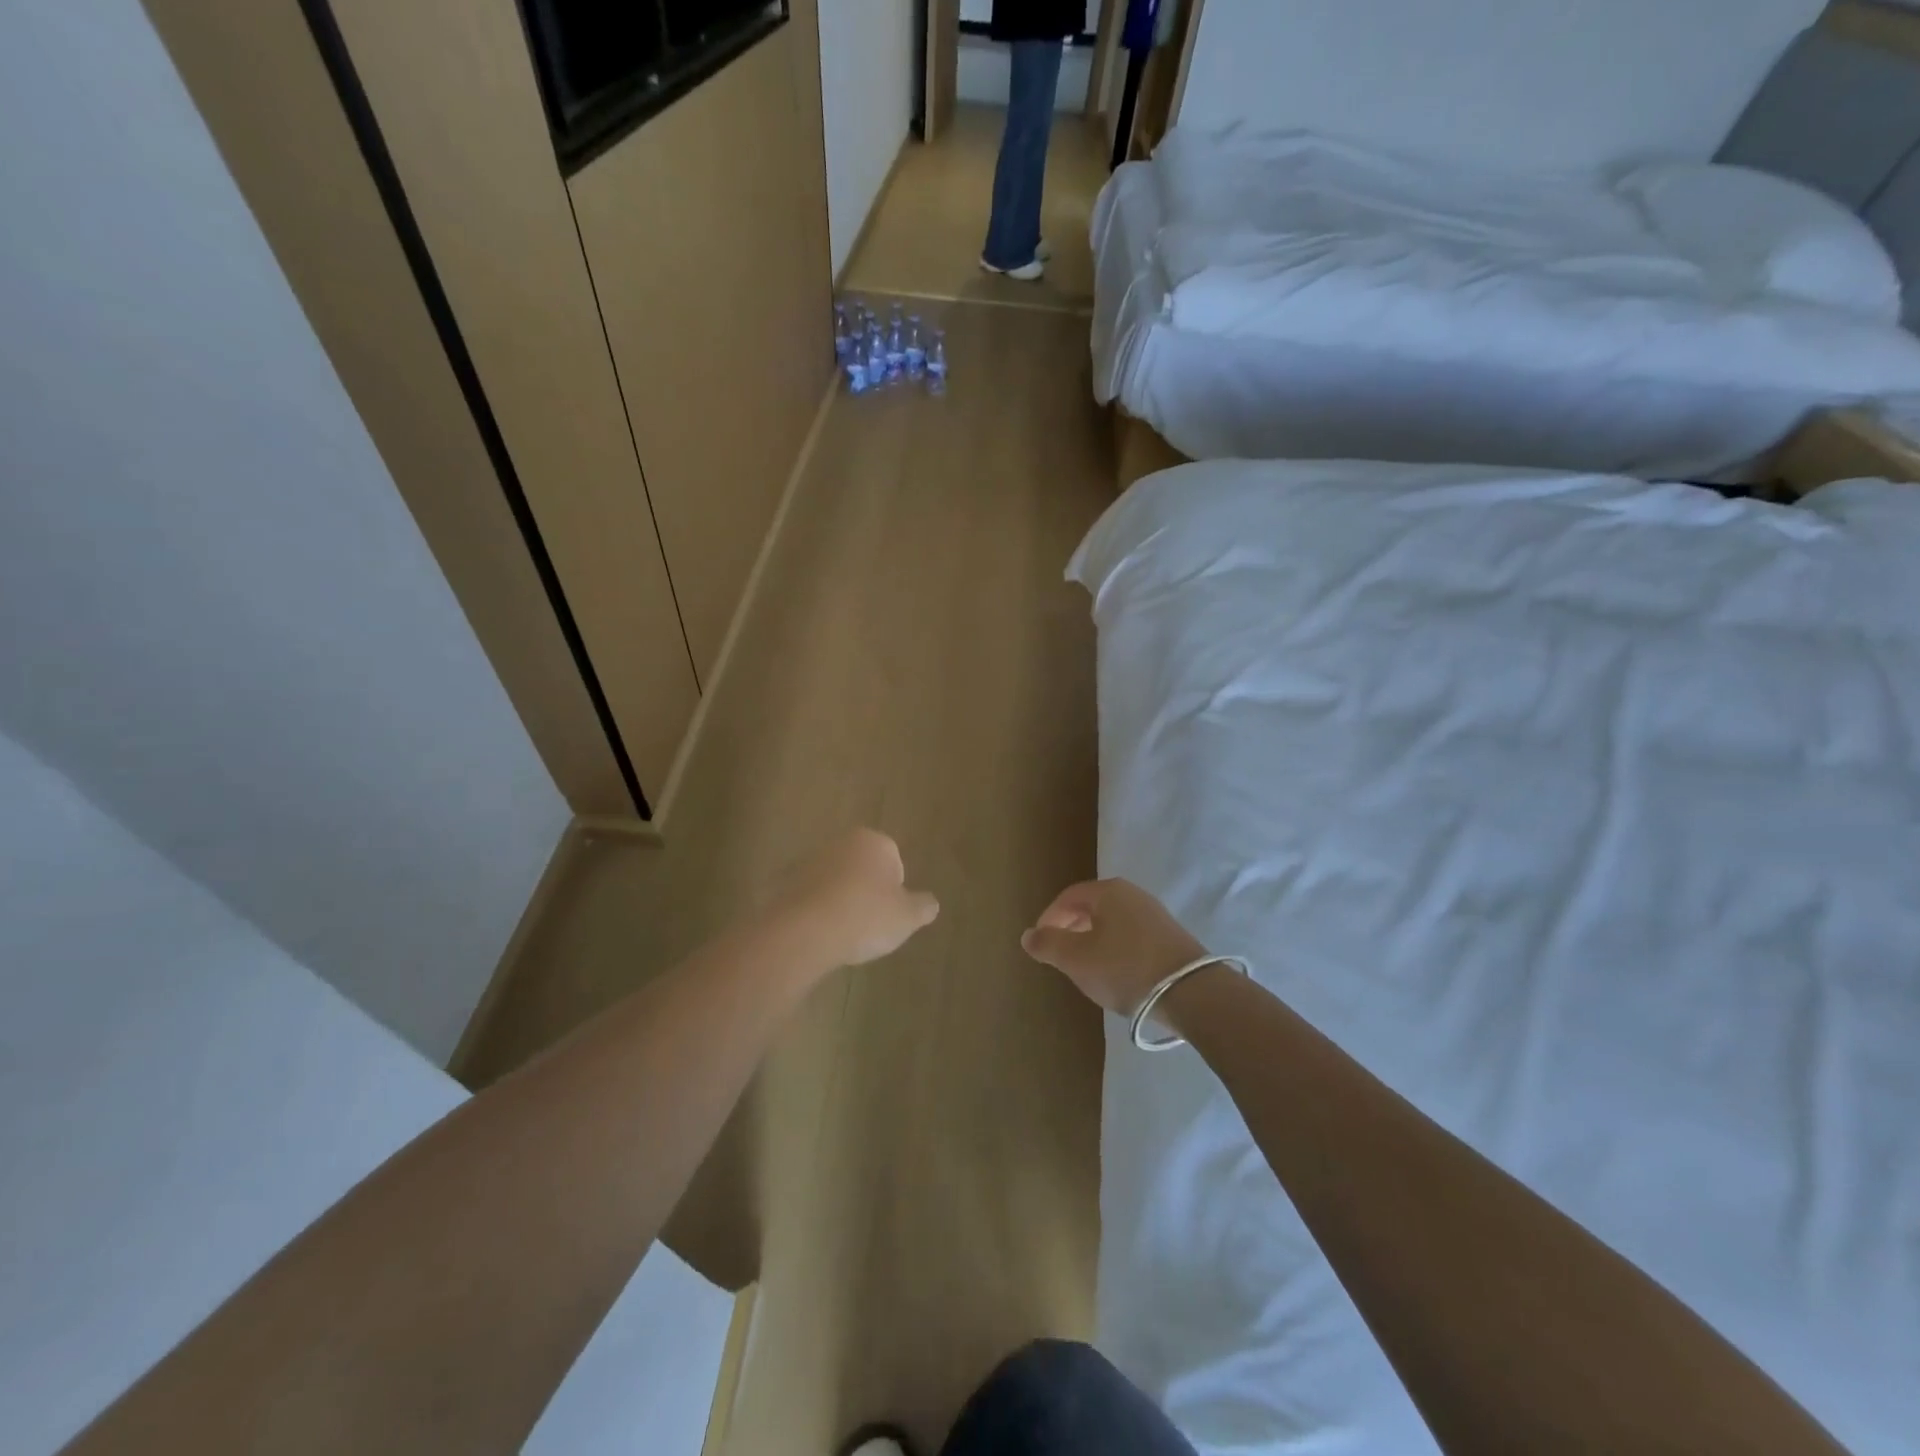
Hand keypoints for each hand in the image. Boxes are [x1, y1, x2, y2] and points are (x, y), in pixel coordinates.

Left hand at [763, 828, 939, 971]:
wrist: (804, 932)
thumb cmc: (865, 916)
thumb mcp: (907, 917)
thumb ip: (923, 906)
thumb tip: (930, 903)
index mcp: (874, 841)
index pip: (894, 859)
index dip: (895, 888)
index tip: (890, 912)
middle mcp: (841, 842)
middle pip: (863, 866)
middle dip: (868, 890)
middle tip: (870, 922)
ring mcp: (810, 860)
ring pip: (837, 880)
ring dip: (842, 899)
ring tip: (845, 932)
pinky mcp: (787, 882)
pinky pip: (813, 896)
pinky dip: (819, 910)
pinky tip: (822, 934)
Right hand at [1020, 879, 1207, 1016]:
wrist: (1191, 992)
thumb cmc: (1125, 968)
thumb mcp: (1077, 959)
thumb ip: (1048, 945)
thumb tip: (1028, 935)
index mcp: (1108, 891)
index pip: (1067, 897)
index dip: (1049, 919)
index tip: (1040, 944)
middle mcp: (1132, 894)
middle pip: (1090, 907)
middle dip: (1070, 928)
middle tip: (1059, 954)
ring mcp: (1154, 914)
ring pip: (1111, 922)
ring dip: (1092, 940)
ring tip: (1084, 966)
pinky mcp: (1169, 937)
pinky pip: (1130, 935)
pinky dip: (1114, 948)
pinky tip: (1115, 972)